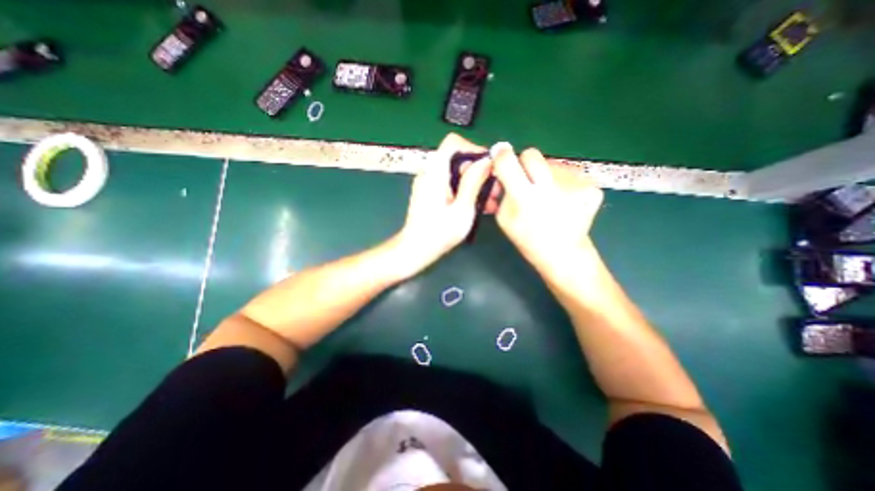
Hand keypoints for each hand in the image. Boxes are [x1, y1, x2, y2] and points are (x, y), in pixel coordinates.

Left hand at [395, 132, 495, 271]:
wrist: (415, 250)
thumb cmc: (439, 233)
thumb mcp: (462, 209)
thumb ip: (473, 182)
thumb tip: (486, 161)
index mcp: (435, 172)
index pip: (453, 143)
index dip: (473, 149)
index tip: (488, 165)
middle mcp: (430, 173)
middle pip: (457, 159)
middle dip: (478, 170)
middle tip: (494, 188)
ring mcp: (429, 184)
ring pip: (456, 173)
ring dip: (474, 183)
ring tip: (490, 201)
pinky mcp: (430, 194)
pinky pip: (450, 184)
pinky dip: (464, 191)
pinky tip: (477, 206)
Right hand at [492, 145, 602, 275]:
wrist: (563, 253)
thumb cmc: (528, 238)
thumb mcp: (503, 219)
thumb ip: (501, 192)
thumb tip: (500, 165)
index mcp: (525, 199)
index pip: (508, 161)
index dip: (501, 155)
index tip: (500, 155)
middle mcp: (551, 187)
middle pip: (531, 154)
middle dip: (524, 163)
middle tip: (526, 180)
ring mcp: (575, 185)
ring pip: (551, 163)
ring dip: (545, 175)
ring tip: (548, 197)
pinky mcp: (592, 186)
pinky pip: (568, 173)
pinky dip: (562, 183)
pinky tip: (563, 201)